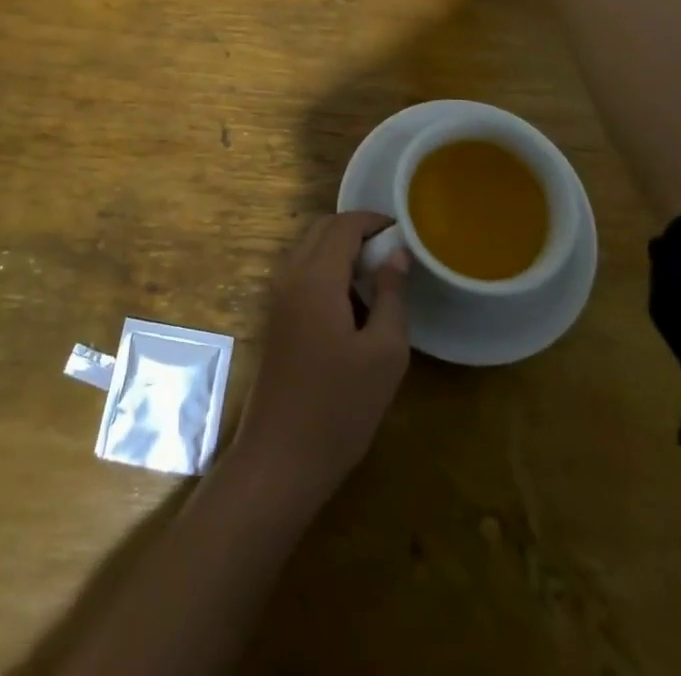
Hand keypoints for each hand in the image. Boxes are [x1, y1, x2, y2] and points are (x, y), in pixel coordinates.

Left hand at [233, 212, 409, 509]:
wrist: (280, 459)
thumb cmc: (339, 407)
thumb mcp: (384, 354)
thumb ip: (392, 296)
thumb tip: (396, 255)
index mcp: (315, 277)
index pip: (344, 225)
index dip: (374, 221)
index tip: (404, 232)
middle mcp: (290, 276)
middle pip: (322, 230)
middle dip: (357, 232)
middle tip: (392, 254)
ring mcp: (278, 297)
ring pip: (310, 250)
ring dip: (341, 252)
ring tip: (378, 281)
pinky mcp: (275, 318)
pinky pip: (302, 274)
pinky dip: (327, 272)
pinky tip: (353, 307)